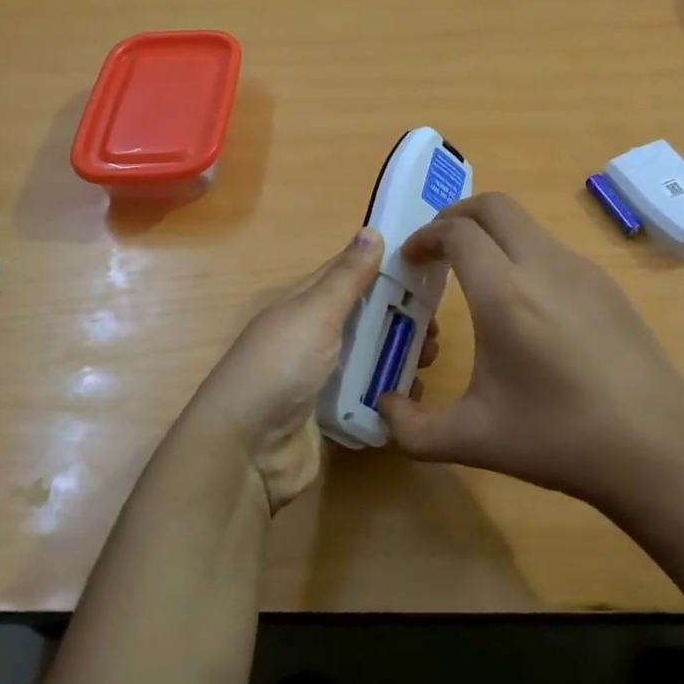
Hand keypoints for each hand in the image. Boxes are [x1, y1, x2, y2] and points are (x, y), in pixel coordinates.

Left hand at [179, 228, 437, 512]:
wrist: (247, 453)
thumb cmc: (280, 369)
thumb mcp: (315, 313)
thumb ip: (346, 277)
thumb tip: (372, 230)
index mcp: (305, 306)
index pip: (349, 277)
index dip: (386, 270)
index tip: (429, 271)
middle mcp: (314, 338)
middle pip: (367, 320)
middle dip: (403, 321)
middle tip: (436, 331)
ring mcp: (322, 380)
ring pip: (372, 359)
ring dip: (401, 358)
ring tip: (429, 364)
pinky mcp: (332, 417)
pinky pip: (369, 399)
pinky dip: (391, 397)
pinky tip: (413, 398)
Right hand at [378, 193, 683, 508]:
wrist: (656, 450)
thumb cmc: (558, 441)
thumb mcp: (472, 440)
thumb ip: (411, 427)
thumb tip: (384, 407)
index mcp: (505, 294)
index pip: (457, 232)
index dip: (426, 237)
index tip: (411, 260)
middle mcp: (544, 266)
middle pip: (494, 206)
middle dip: (457, 216)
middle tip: (438, 249)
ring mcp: (582, 271)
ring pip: (527, 226)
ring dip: (493, 236)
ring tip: (479, 279)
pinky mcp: (608, 285)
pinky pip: (554, 251)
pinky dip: (525, 256)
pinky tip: (527, 307)